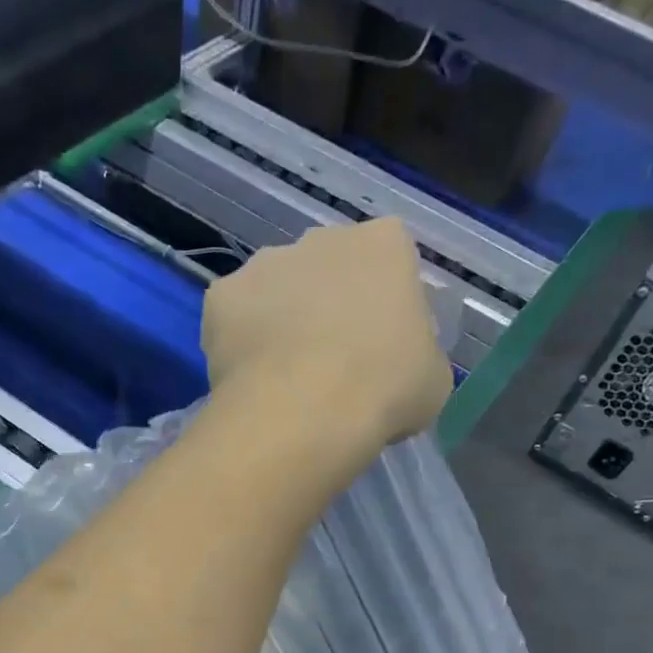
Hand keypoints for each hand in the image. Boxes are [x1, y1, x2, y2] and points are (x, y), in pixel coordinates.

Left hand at [202, 219, 452, 451]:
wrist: (303, 414)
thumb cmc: (384, 391)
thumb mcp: (432, 378)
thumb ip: (417, 353)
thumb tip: (398, 362)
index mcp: (384, 245)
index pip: (391, 261)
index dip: (385, 304)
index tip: (381, 345)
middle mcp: (322, 238)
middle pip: (328, 268)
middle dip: (329, 305)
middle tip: (332, 363)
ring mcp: (266, 263)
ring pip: (277, 289)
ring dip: (282, 320)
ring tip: (286, 378)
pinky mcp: (221, 296)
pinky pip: (235, 318)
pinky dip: (241, 342)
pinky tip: (250, 380)